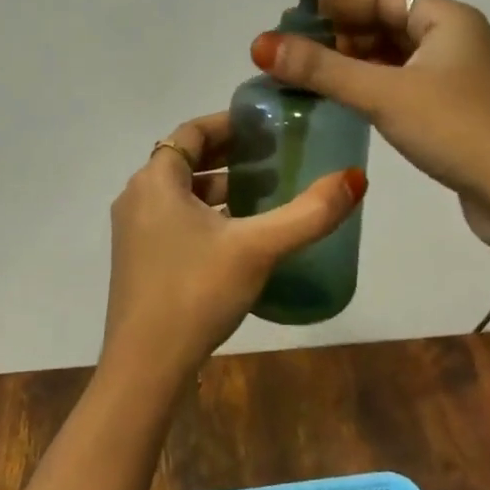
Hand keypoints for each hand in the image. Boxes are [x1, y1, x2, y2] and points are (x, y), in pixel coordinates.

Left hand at [102, 112, 365, 391]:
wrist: (145, 365)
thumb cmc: (196, 292)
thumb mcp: (258, 248)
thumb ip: (308, 213)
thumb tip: (355, 178)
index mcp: (155, 181)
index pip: (191, 132)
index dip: (229, 124)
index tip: (265, 127)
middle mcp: (138, 197)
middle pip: (186, 160)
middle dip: (229, 155)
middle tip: (274, 157)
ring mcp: (134, 232)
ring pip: (180, 194)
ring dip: (219, 188)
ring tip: (264, 193)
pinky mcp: (139, 261)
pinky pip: (175, 220)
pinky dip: (206, 216)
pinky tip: (240, 237)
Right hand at [252, 0, 489, 263]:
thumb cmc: (457, 129)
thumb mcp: (383, 94)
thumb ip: (321, 69)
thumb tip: (260, 44)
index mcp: (447, 19)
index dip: (335, 9)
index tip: (292, 29)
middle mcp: (456, 40)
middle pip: (387, 27)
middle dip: (341, 40)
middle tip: (295, 61)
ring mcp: (459, 79)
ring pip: (396, 60)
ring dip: (355, 67)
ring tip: (310, 84)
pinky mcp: (457, 113)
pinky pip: (405, 88)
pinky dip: (375, 91)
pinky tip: (346, 108)